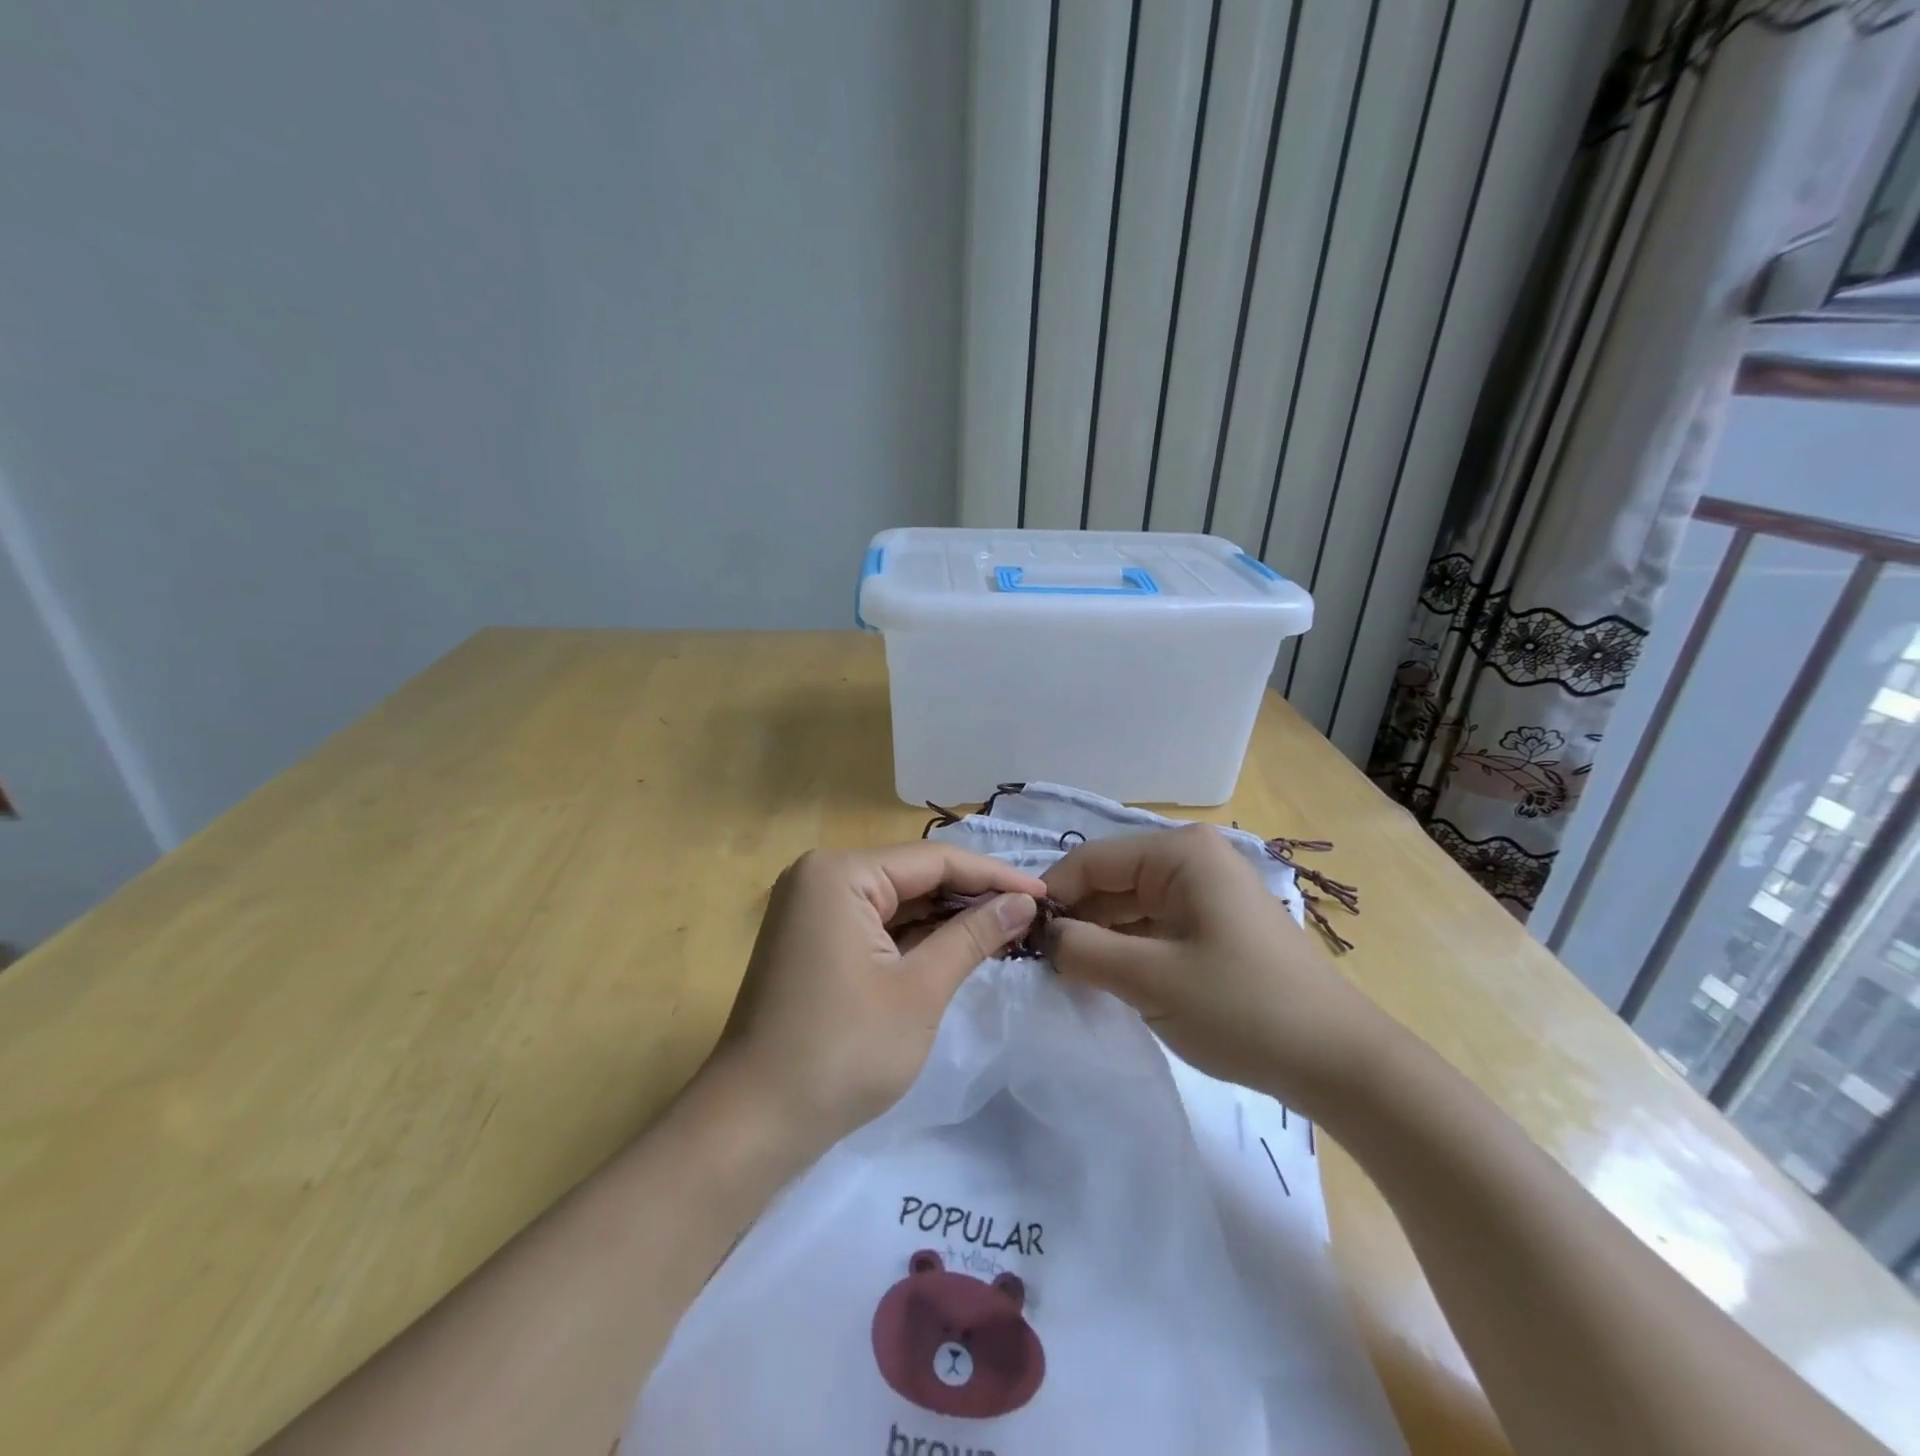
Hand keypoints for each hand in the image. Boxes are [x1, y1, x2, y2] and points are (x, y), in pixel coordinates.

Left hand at [706, 843, 1046, 1151]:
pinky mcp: (812, 940)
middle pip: (912, 875)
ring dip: (945, 917)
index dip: (994, 876)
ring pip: (895, 901)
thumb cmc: (843, 1052)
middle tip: (1031, 914)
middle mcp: (820, 876)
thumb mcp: (919, 990)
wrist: (754, 1124)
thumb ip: (973, 936)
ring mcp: (811, 909)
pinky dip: (914, 936)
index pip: (933, 860)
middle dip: (971, 896)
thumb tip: (1024, 901)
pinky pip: (874, 924)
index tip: (1046, 894)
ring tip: (1007, 928)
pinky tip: (957, 946)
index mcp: (840, 873)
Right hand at [1042, 826, 1393, 1118]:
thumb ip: (1082, 950)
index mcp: (1178, 852)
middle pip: (1110, 880)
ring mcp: (1205, 893)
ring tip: (1063, 975)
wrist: (1339, 1063)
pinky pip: (1152, 927)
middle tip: (1035, 963)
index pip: (1090, 860)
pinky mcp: (1213, 926)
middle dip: (1074, 919)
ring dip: (1097, 937)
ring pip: (1129, 906)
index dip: (1050, 895)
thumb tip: (1041, 937)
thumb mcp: (1149, 979)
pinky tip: (1103, 979)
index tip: (1016, 937)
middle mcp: (1191, 859)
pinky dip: (1125, 950)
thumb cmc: (1241, 1007)